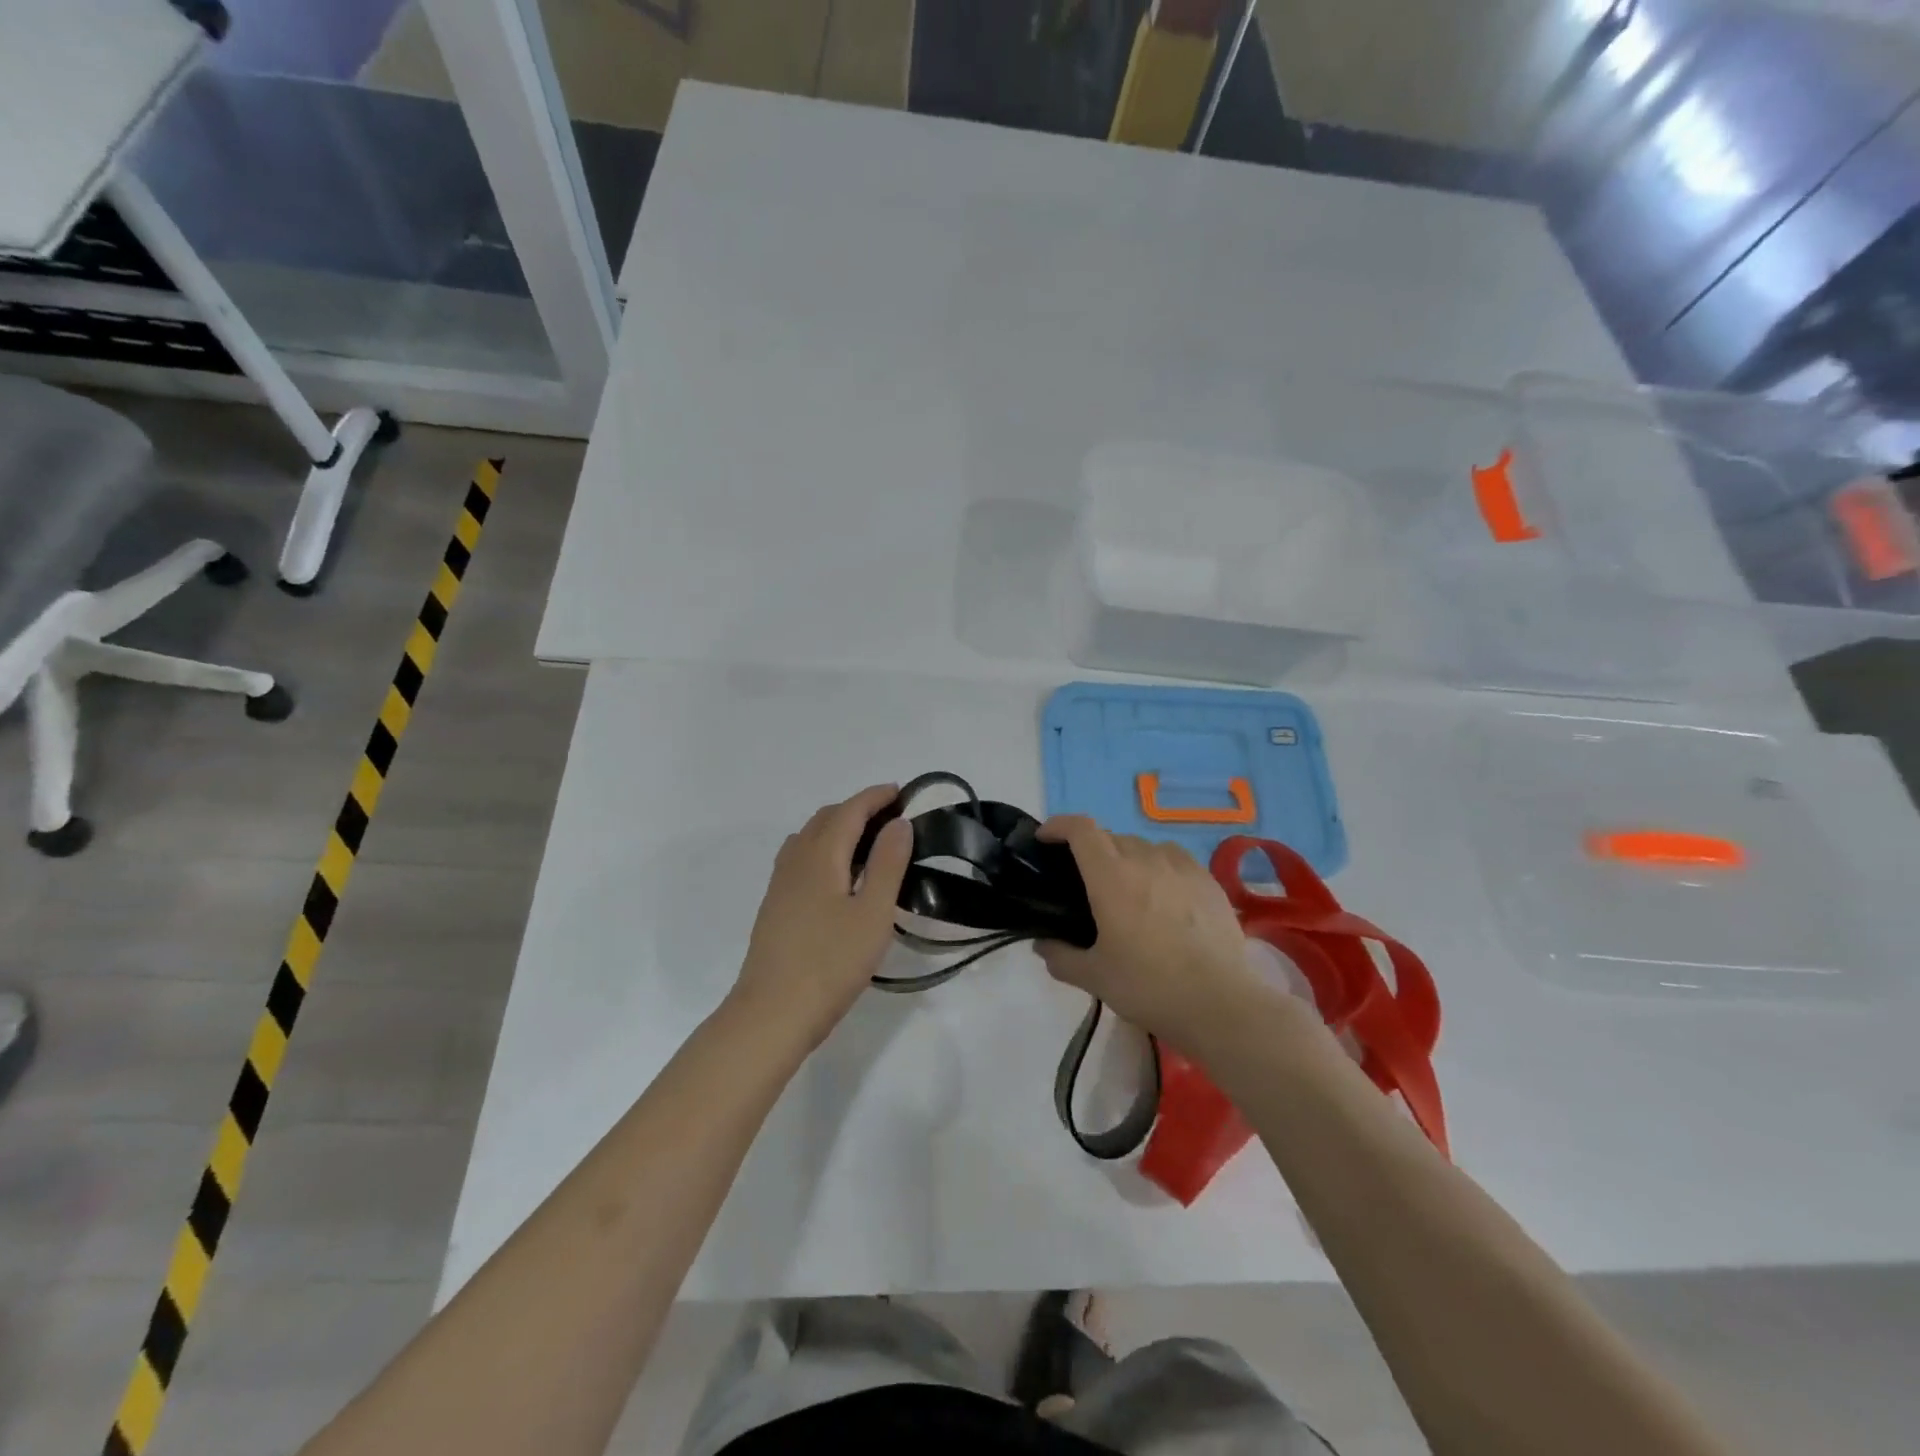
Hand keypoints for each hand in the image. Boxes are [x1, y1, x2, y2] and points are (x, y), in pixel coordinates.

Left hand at [732, 785, 913, 1050]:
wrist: (772, 1014)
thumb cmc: (831, 963)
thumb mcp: (873, 914)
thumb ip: (887, 864)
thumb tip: (898, 823)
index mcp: (820, 856)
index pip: (849, 811)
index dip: (875, 797)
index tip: (901, 792)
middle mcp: (795, 860)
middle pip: (826, 818)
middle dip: (858, 809)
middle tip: (891, 819)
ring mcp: (780, 885)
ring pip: (808, 838)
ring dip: (838, 828)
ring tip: (867, 844)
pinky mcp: (775, 907)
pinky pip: (800, 859)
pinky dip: (823, 849)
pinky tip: (837, 877)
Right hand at [1035, 816, 1253, 1050]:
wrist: (1220, 1003)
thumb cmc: (1148, 986)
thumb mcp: (1094, 977)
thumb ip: (1061, 957)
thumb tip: (1043, 945)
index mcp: (1111, 876)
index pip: (1080, 829)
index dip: (1059, 825)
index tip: (1046, 839)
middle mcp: (1145, 859)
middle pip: (1111, 837)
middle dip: (1091, 849)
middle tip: (1084, 880)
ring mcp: (1181, 867)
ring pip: (1144, 846)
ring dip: (1126, 857)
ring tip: (1126, 887)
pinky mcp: (1209, 881)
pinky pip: (1175, 859)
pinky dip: (1159, 866)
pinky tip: (1164, 894)